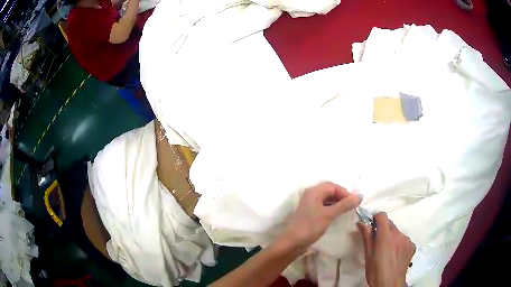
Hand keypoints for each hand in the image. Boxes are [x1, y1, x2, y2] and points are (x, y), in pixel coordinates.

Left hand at [278, 182, 361, 250]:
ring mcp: (310, 205)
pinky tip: (337, 216)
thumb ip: (344, 205)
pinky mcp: (310, 214)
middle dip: (342, 197)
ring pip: (327, 200)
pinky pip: (323, 208)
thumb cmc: (310, 226)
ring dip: (337, 204)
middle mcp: (311, 195)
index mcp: (314, 191)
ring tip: (347, 212)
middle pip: (330, 192)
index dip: (345, 192)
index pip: (333, 186)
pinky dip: (332, 210)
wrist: (292, 242)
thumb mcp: (329, 214)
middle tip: (352, 207)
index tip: (354, 202)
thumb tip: (360, 196)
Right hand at [358, 212, 415, 286]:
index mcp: (386, 236)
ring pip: (398, 233)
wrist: (389, 284)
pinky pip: (405, 240)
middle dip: (384, 230)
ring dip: (392, 237)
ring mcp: (407, 240)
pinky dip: (400, 244)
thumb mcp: (368, 255)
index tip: (372, 226)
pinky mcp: (412, 246)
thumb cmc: (375, 271)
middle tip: (378, 243)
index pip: (382, 216)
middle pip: (390, 224)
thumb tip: (362, 223)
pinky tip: (396, 255)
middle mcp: (399, 234)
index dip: (376, 218)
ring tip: (388, 252)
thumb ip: (367, 236)